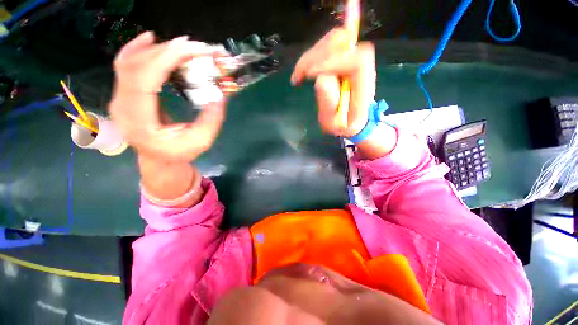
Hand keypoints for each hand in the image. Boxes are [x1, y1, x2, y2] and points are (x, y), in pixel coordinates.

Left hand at [109, 31, 225, 161]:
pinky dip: (137, 49)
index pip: (144, 80)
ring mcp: (120, 98)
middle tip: (194, 47)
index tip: (188, 48)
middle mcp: (122, 106)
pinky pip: (125, 66)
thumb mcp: (202, 141)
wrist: (160, 159)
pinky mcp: (125, 94)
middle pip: (136, 66)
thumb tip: (220, 96)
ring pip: (130, 62)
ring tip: (182, 48)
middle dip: (166, 51)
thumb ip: (211, 120)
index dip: (164, 59)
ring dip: (157, 50)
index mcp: (139, 121)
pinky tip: (150, 39)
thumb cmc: (181, 153)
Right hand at [291, 28, 375, 137]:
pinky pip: (328, 46)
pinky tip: (301, 72)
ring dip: (311, 55)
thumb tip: (320, 80)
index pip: (357, 61)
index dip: (333, 62)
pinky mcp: (344, 59)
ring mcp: (353, 60)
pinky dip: (312, 55)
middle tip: (298, 76)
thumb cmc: (342, 125)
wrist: (352, 121)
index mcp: (363, 87)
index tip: (310, 75)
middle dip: (316, 56)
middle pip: (344, 44)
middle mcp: (361, 68)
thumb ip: (328, 105)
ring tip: (297, 76)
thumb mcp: (333, 124)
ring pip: (334, 41)